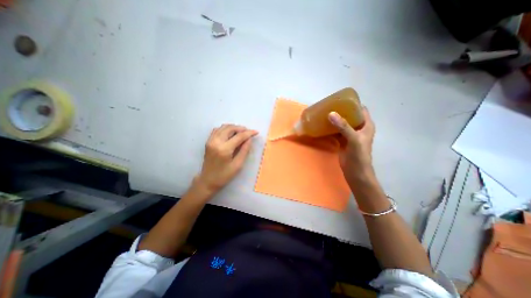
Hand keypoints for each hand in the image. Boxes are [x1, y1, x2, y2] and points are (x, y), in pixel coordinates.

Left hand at [197, 124, 258, 194]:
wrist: (207, 180)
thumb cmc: (224, 175)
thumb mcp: (238, 165)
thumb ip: (244, 150)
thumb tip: (249, 139)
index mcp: (224, 149)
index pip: (239, 136)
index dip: (249, 133)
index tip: (256, 132)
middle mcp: (216, 142)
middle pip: (230, 128)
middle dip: (241, 128)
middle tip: (249, 132)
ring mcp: (210, 140)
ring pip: (223, 127)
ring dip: (234, 127)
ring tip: (241, 132)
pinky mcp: (208, 141)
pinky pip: (217, 130)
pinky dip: (226, 129)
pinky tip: (231, 133)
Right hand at [331, 107, 374, 181]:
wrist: (355, 171)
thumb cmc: (359, 155)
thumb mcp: (353, 139)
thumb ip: (343, 126)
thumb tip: (331, 113)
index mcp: (366, 125)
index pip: (361, 109)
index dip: (353, 103)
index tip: (340, 100)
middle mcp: (358, 128)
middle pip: (350, 116)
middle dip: (340, 111)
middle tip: (328, 107)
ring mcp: (350, 135)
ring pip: (342, 124)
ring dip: (334, 120)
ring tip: (324, 114)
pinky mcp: (343, 141)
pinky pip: (336, 132)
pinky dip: (330, 129)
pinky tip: (323, 126)